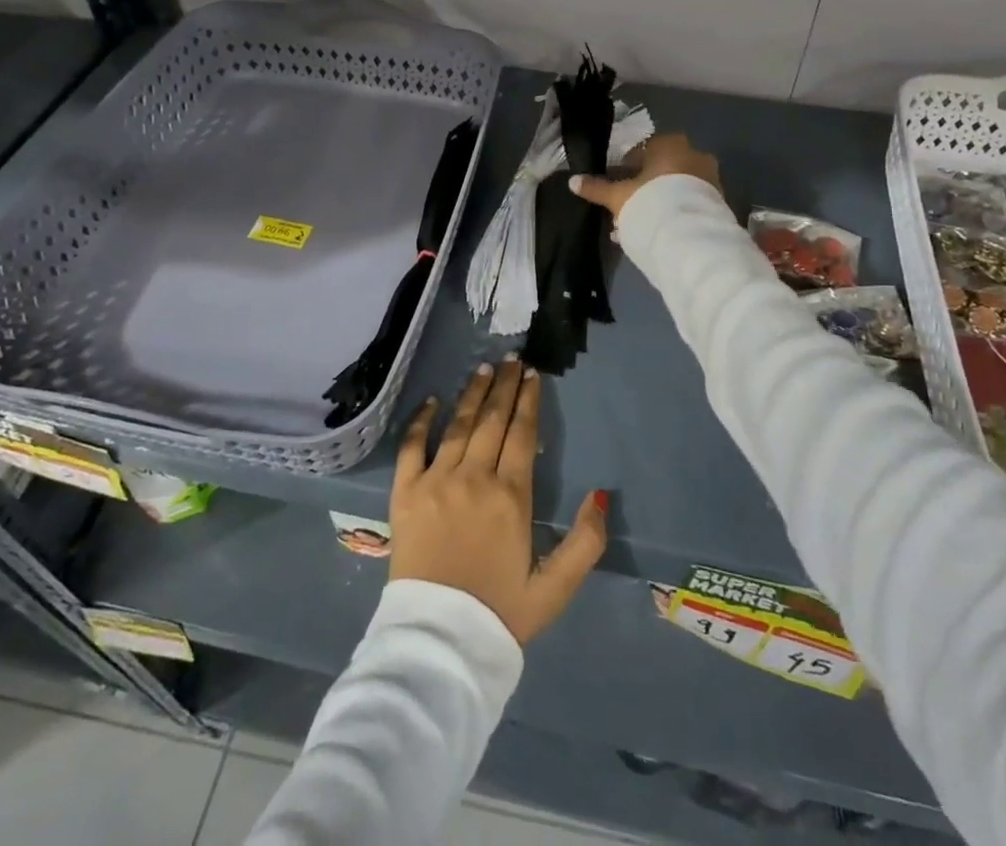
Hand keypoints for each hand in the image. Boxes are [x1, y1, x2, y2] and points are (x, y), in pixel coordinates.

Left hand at [390, 359, 606, 644]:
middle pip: (492, 420)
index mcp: (511, 497)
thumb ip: (585, 542)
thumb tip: (600, 494)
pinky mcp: (405, 493)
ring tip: (483, 368)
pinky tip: (431, 400)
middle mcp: (474, 478)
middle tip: (511, 360)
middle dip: (504, 386)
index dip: (528, 401)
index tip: (532, 376)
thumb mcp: (555, 588)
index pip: (522, 434)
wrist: (438, 644)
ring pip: (458, 425)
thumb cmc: (499, 614)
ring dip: (472, 393)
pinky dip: (421, 420)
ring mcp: (436, 481)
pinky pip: (412, 446)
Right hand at [568, 133, 721, 220]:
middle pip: (661, 169)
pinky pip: (690, 202)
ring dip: (660, 200)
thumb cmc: (650, 202)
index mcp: (669, 144)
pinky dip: (675, 211)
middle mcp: (694, 154)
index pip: (643, 150)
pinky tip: (660, 230)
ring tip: (642, 224)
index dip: (626, 169)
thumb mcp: (618, 196)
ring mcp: (709, 177)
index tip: (618, 186)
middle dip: (645, 187)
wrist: (691, 235)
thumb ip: (596, 188)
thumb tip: (572, 181)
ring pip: (677, 186)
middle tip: (629, 207)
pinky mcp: (718, 201)